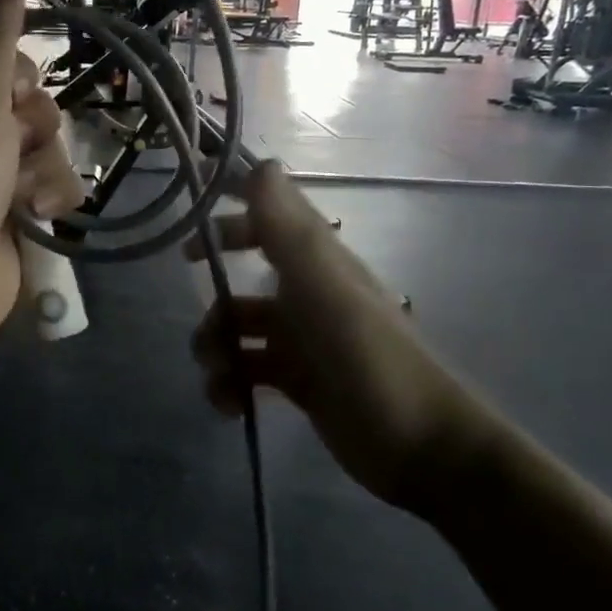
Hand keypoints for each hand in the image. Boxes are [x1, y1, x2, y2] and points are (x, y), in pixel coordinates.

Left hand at [0, 0, 85, 363]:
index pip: (5, 69)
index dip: (20, 81)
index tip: (13, 98)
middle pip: (35, 111)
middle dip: (34, 132)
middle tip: (12, 151)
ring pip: (51, 153)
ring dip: (44, 173)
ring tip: (22, 200)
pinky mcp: (17, 221)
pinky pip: (56, 192)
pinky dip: (52, 203)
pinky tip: (37, 220)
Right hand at [187, 162, 507, 512]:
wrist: (421, 447)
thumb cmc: (371, 359)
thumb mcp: (325, 287)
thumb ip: (288, 229)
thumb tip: (262, 164)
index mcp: (316, 264)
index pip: (269, 221)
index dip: (230, 217)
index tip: (190, 234)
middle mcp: (306, 296)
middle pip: (244, 279)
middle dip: (215, 297)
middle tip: (199, 324)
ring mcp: (301, 342)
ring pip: (238, 331)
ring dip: (216, 348)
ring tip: (218, 373)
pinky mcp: (296, 383)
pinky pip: (246, 372)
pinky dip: (230, 385)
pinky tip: (229, 405)